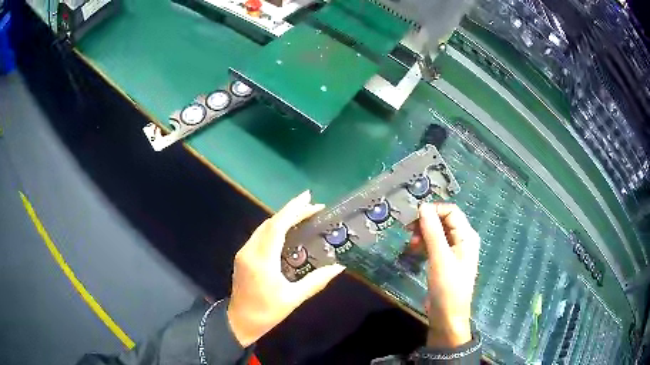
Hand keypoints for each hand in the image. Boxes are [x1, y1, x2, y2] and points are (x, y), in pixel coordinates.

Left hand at [227, 191, 345, 346]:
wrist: (239, 321)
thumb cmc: (267, 312)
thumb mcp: (293, 298)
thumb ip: (316, 281)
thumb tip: (338, 267)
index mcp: (262, 261)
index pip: (277, 227)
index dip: (293, 210)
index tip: (309, 198)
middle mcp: (250, 251)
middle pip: (270, 223)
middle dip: (291, 211)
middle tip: (312, 205)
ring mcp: (244, 253)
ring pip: (263, 227)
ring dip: (282, 218)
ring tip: (303, 213)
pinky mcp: (243, 256)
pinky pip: (260, 235)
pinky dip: (274, 228)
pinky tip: (286, 230)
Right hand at [413, 203, 479, 347]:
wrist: (447, 316)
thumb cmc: (447, 287)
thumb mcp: (440, 258)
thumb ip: (432, 232)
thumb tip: (423, 206)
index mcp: (467, 236)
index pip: (450, 211)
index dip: (433, 210)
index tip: (412, 217)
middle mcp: (462, 240)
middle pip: (444, 220)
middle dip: (426, 222)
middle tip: (408, 230)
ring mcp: (453, 251)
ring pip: (437, 232)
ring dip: (423, 234)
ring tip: (410, 244)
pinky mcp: (445, 261)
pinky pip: (434, 245)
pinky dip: (424, 244)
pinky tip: (414, 250)